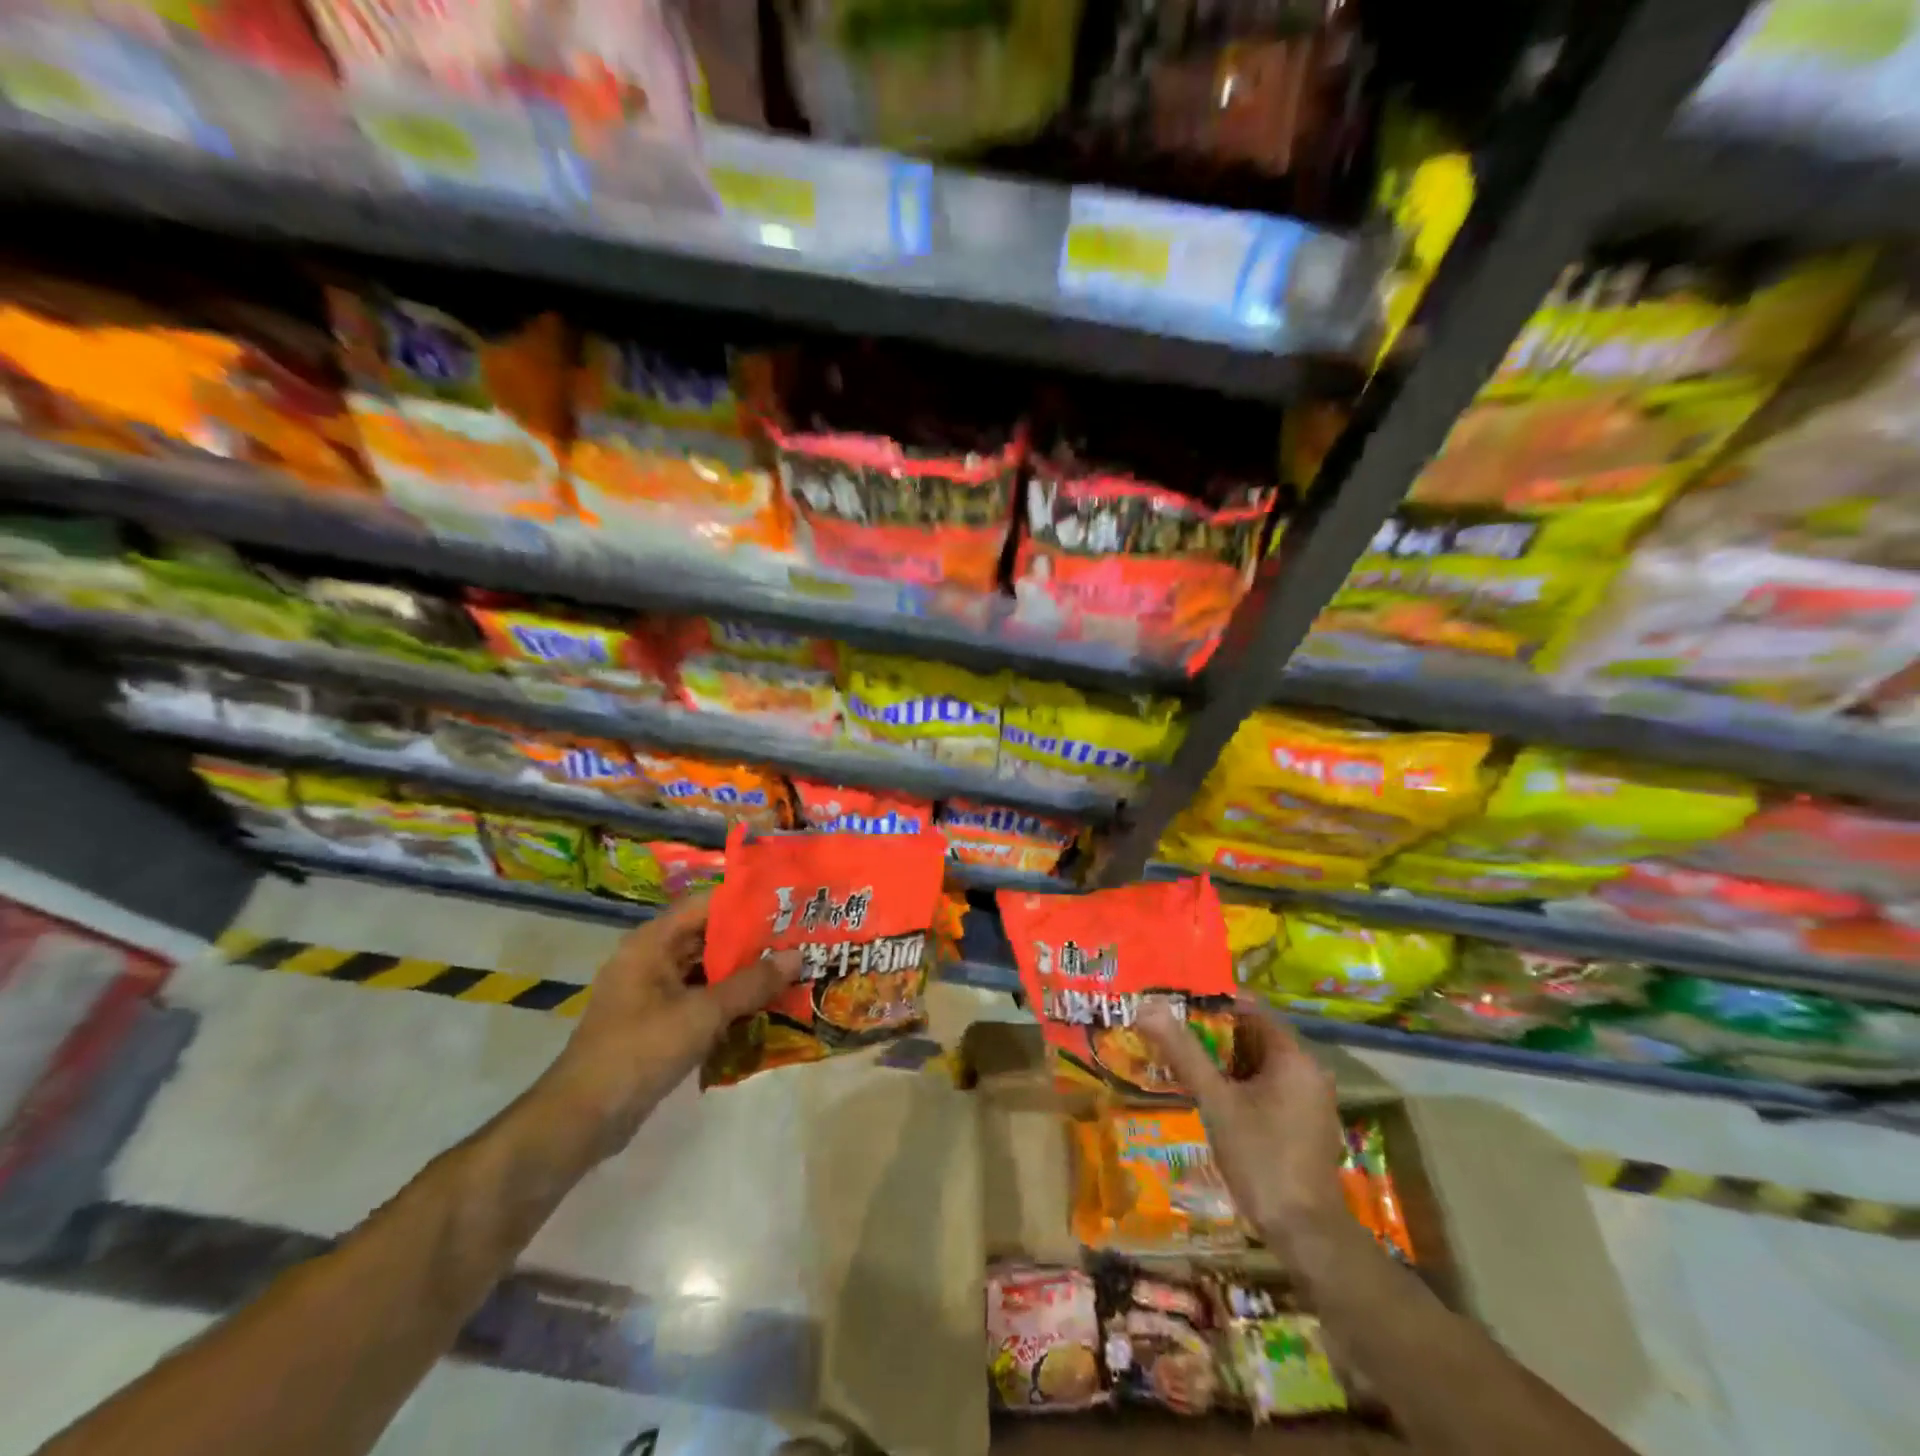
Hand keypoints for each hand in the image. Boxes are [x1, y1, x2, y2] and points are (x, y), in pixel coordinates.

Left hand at [537, 892, 798, 1158]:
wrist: (582, 1118)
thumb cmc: (640, 1051)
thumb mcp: (703, 1014)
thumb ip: (751, 984)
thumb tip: (798, 956)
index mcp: (652, 942)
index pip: (706, 905)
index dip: (746, 903)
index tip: (787, 905)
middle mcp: (650, 959)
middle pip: (708, 937)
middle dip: (752, 940)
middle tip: (798, 939)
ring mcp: (652, 992)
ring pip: (706, 970)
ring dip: (742, 973)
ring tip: (789, 969)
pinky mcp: (656, 1022)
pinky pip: (699, 998)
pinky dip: (728, 999)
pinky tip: (763, 1006)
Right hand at [1136, 996, 1345, 1243]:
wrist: (1306, 1234)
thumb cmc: (1261, 1158)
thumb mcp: (1216, 1102)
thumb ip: (1184, 1053)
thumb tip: (1148, 1008)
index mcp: (1294, 1058)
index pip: (1252, 1010)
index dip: (1214, 1002)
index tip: (1177, 1003)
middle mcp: (1309, 1072)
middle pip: (1255, 1037)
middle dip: (1214, 1033)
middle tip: (1172, 1031)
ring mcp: (1310, 1100)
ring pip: (1260, 1065)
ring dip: (1225, 1061)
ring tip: (1182, 1058)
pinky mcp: (1305, 1125)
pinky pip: (1269, 1088)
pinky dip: (1240, 1084)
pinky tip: (1211, 1095)